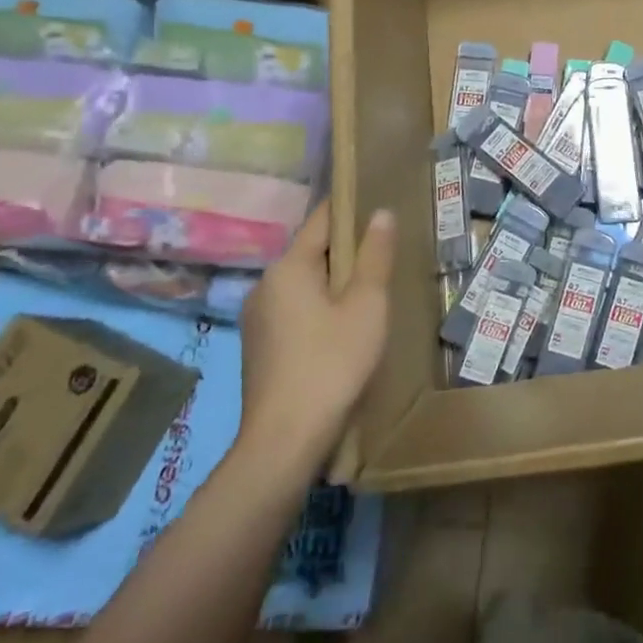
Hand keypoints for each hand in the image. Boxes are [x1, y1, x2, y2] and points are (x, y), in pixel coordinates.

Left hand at [235, 202, 394, 483]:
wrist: (285, 441)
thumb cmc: (333, 363)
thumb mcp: (367, 305)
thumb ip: (375, 256)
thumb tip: (380, 212)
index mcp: (287, 268)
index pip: (322, 220)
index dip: (352, 208)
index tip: (379, 201)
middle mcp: (264, 286)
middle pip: (312, 253)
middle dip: (347, 252)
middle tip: (386, 256)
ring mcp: (257, 319)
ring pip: (304, 285)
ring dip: (334, 283)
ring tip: (371, 293)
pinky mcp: (259, 348)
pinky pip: (295, 311)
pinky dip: (320, 309)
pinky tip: (344, 329)